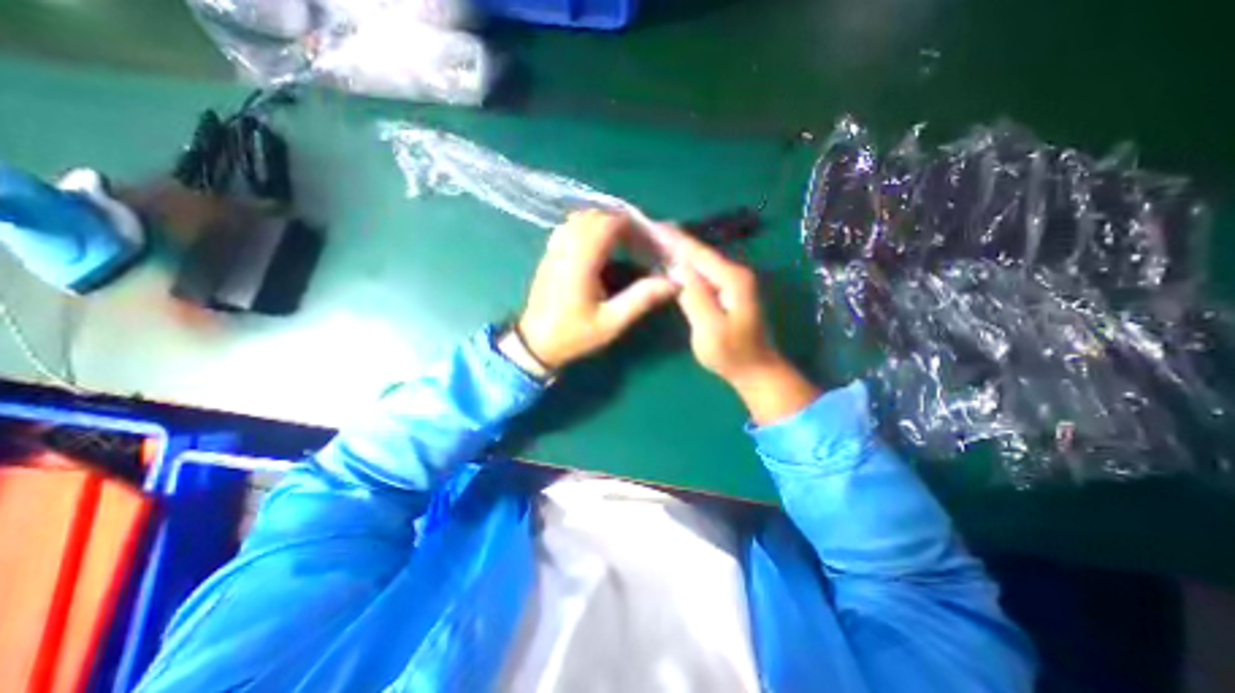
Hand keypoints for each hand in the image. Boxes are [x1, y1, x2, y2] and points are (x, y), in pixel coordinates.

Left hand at [517, 211, 679, 370]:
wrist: (535, 343)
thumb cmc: (574, 334)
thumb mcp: (611, 322)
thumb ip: (642, 299)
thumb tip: (674, 282)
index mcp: (581, 260)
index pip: (609, 223)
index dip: (634, 225)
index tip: (651, 239)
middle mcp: (566, 246)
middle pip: (596, 215)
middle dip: (622, 222)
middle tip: (641, 241)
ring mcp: (555, 247)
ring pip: (582, 217)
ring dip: (605, 222)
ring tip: (625, 241)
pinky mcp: (550, 253)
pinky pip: (570, 226)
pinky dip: (589, 226)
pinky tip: (599, 244)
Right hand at [667, 235, 817, 423]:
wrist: (754, 369)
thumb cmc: (731, 353)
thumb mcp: (710, 328)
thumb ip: (695, 297)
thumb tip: (677, 269)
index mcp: (731, 278)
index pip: (697, 253)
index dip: (673, 239)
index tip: (651, 225)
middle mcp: (734, 273)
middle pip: (698, 252)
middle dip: (673, 240)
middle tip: (646, 228)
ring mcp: (731, 281)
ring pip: (699, 261)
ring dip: (677, 250)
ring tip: (653, 239)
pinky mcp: (726, 290)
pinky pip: (702, 273)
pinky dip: (684, 265)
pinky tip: (670, 262)